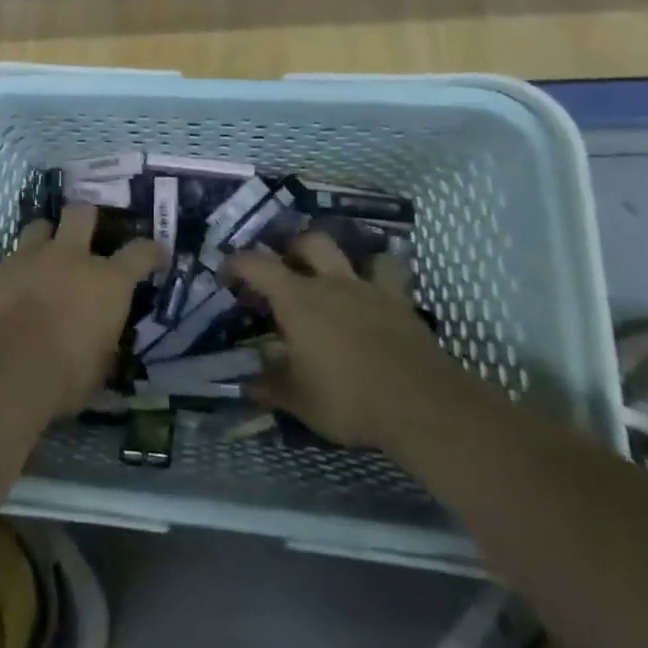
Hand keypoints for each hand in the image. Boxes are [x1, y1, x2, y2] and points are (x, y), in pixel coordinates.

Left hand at [0, 204, 165, 417]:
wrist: (2, 370)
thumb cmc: (64, 376)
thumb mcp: (99, 366)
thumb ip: (103, 341)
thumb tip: (100, 339)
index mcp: (107, 282)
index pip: (140, 253)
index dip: (152, 251)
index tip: (158, 253)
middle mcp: (70, 257)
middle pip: (82, 213)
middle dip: (87, 218)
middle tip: (87, 233)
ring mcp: (30, 257)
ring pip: (40, 226)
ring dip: (46, 238)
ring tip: (45, 256)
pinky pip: (10, 258)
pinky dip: (16, 270)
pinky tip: (12, 289)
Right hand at [226, 232, 447, 448]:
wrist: (422, 405)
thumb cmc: (349, 399)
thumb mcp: (299, 399)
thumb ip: (269, 386)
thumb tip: (244, 383)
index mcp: (297, 300)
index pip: (256, 264)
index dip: (236, 263)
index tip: (226, 274)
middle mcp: (331, 283)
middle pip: (309, 242)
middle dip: (292, 248)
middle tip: (284, 268)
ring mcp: (370, 290)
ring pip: (354, 252)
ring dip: (342, 257)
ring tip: (334, 274)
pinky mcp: (402, 304)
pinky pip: (391, 275)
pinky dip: (381, 275)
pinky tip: (376, 292)